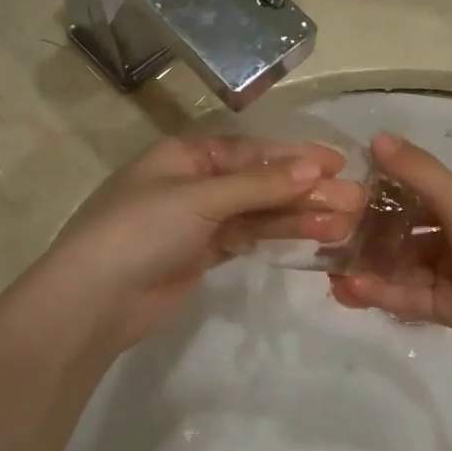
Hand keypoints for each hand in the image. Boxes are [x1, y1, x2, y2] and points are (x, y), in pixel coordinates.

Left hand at [39, 134, 362, 353]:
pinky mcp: (203, 255)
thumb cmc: (141, 231)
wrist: (96, 300)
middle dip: (306, 190)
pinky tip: (313, 236)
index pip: (252, 150)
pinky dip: (278, 236)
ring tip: (345, 222)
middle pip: (260, 182)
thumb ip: (258, 185)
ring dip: (299, 215)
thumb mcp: (199, 198)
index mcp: (186, 155)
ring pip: (259, 212)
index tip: (339, 163)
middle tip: (355, 200)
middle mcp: (194, 183)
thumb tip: (314, 167)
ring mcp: (199, 221)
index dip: (296, 156)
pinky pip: (249, 238)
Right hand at [329, 133, 451, 367]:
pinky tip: (351, 290)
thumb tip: (375, 135)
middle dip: (364, 238)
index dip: (373, 196)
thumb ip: (418, 173)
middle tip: (323, 241)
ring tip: (328, 272)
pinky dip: (381, 292)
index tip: (335, 198)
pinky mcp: (446, 308)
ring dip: (366, 269)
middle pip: (399, 235)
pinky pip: (407, 297)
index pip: (408, 195)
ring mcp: (449, 274)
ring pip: (398, 268)